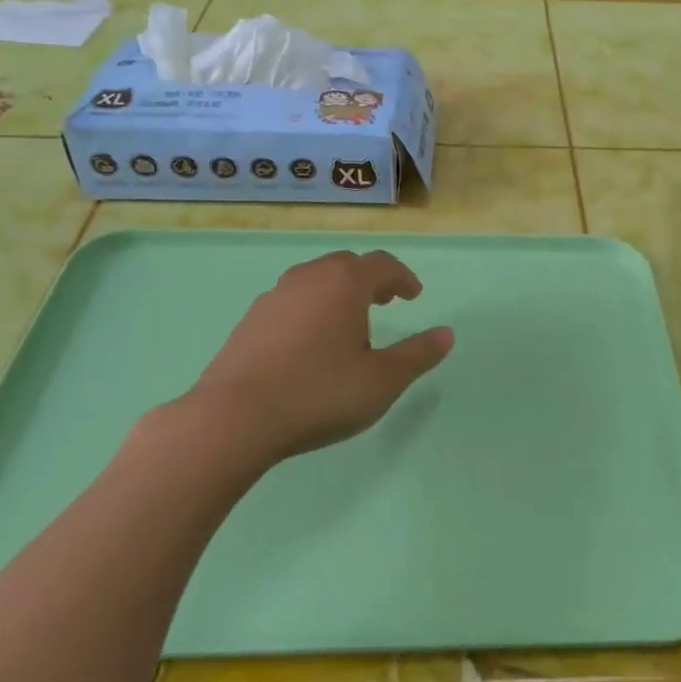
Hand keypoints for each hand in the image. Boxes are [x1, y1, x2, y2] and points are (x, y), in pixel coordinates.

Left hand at [156, 250, 453, 468]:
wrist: (233, 418)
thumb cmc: (320, 393)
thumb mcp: (382, 380)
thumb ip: (418, 354)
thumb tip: (447, 334)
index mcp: (344, 283)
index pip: (382, 264)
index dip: (402, 277)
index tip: (413, 295)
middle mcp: (308, 278)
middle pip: (346, 265)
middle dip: (370, 279)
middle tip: (385, 301)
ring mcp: (274, 297)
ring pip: (315, 280)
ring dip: (337, 292)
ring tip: (348, 321)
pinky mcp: (249, 320)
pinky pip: (291, 301)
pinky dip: (310, 309)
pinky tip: (309, 342)